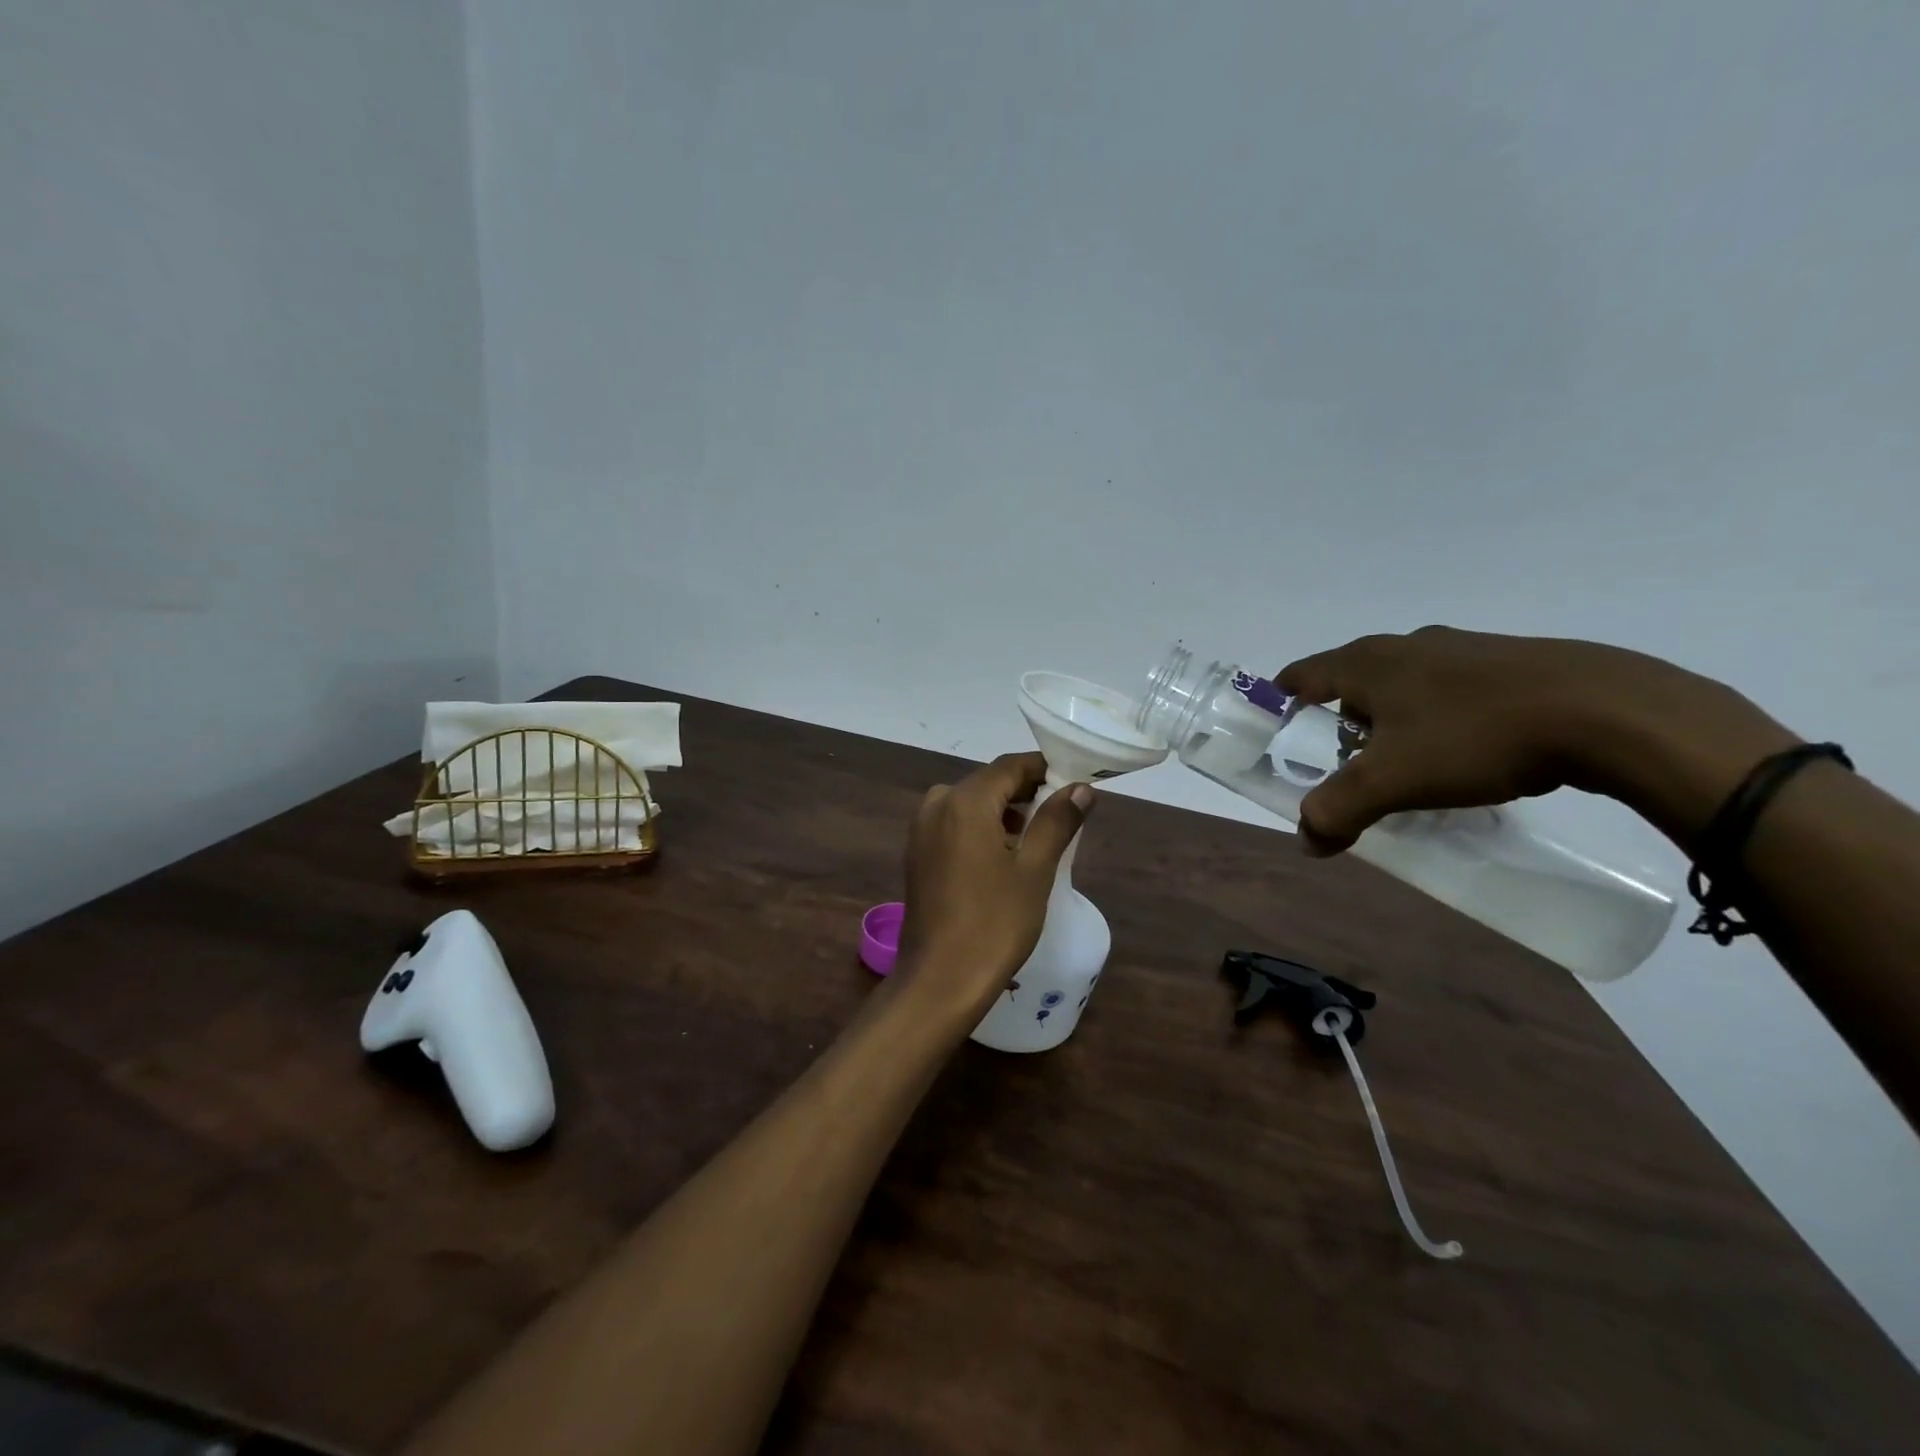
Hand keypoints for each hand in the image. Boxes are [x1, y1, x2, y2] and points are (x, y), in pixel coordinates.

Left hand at [897, 753, 1093, 1014]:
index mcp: (965, 800)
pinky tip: (1005, 855)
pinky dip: (981, 828)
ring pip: (970, 804)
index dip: (1044, 768)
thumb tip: (1081, 788)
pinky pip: (954, 824)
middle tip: (1064, 811)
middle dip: (1025, 791)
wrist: (939, 980)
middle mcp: (937, 804)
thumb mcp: (1034, 870)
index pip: (1010, 766)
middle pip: (988, 782)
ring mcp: (922, 830)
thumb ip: (1056, 821)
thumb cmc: (994, 923)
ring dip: (1004, 811)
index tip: (1075, 781)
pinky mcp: (917, 854)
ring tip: (1040, 836)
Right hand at [1275, 626, 1789, 853]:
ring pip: (1404, 687)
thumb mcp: (1393, 781)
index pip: (1300, 676)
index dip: (1280, 703)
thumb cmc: (1476, 736)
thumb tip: (1308, 840)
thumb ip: (1338, 810)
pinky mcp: (1511, 664)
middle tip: (1349, 766)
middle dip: (1341, 724)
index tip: (1277, 734)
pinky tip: (1468, 756)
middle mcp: (1408, 645)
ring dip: (1394, 723)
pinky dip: (1440, 721)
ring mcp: (1462, 649)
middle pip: (1351, 684)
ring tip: (1411, 767)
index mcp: (1368, 662)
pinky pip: (1451, 692)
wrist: (1610, 712)